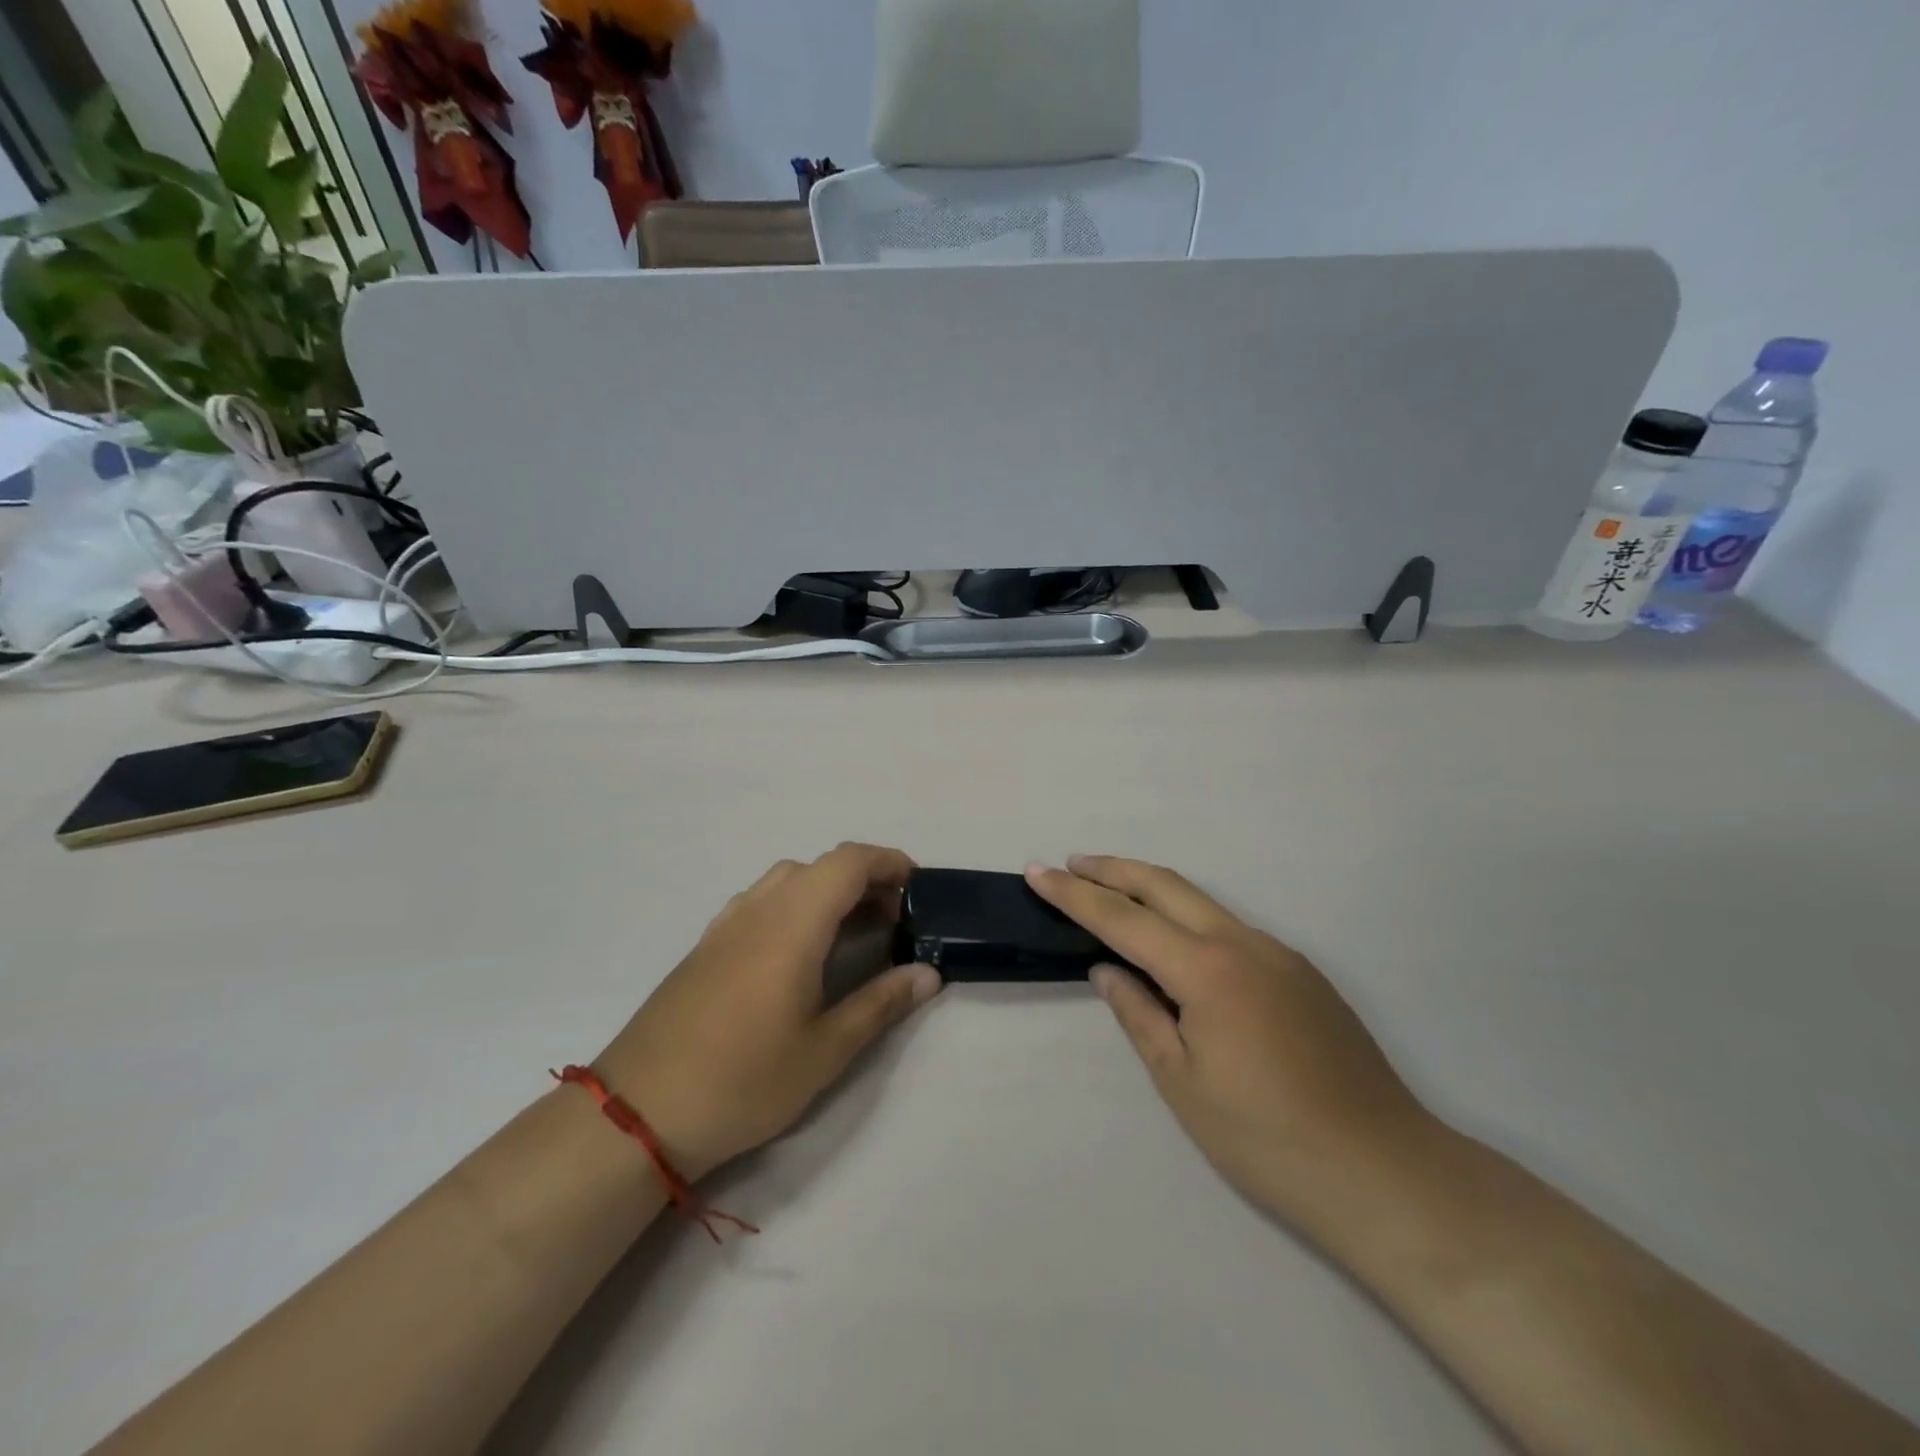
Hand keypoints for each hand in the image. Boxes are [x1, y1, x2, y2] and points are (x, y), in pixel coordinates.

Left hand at [597, 844, 942, 1179]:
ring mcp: (727, 924)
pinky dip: (795, 905)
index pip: (848, 862)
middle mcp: (759, 908)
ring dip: (828, 891)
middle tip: (894, 922)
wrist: (639, 1112)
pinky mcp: (706, 945)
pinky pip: (762, 901)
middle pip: (821, 866)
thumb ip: (881, 1004)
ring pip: (788, 880)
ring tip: (851, 934)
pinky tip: (798, 954)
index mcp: (793, 922)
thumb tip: (929, 974)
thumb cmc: (743, 1080)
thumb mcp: (825, 1051)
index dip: (888, 862)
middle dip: (865, 880)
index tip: (917, 889)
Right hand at [1026, 857, 1435, 1222]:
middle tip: (1071, 864)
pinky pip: (1232, 929)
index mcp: (1206, 969)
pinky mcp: (1302, 974)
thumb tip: (1107, 970)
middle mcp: (1243, 943)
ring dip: (1152, 890)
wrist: (1384, 1172)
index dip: (1075, 894)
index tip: (1038, 871)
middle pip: (1166, 885)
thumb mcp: (1183, 1082)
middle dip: (1113, 870)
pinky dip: (1190, 920)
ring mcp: (1279, 954)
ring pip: (1202, 902)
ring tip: (1114, 896)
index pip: (1123, 918)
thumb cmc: (1266, 1137)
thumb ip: (1140, 1015)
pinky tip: (1178, 947)